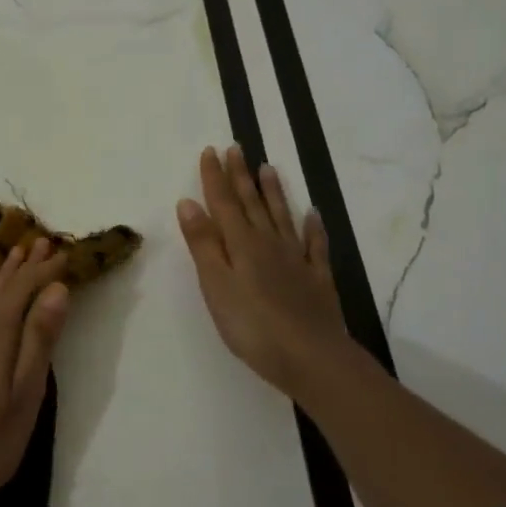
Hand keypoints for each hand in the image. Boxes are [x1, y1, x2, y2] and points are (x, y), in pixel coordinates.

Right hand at [177, 145, 352, 397]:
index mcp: (242, 244)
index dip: (215, 177)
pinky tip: (313, 215)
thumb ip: (203, 243)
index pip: (224, 203)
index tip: (210, 150)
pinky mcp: (317, 280)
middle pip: (252, 204)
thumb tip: (188, 202)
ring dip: (274, 192)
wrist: (312, 358)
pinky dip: (313, 227)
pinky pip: (315, 245)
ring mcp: (296, 260)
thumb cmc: (253, 326)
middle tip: (236, 148)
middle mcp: (269, 244)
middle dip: (241, 175)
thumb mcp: (216, 285)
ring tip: (268, 168)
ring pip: (282, 217)